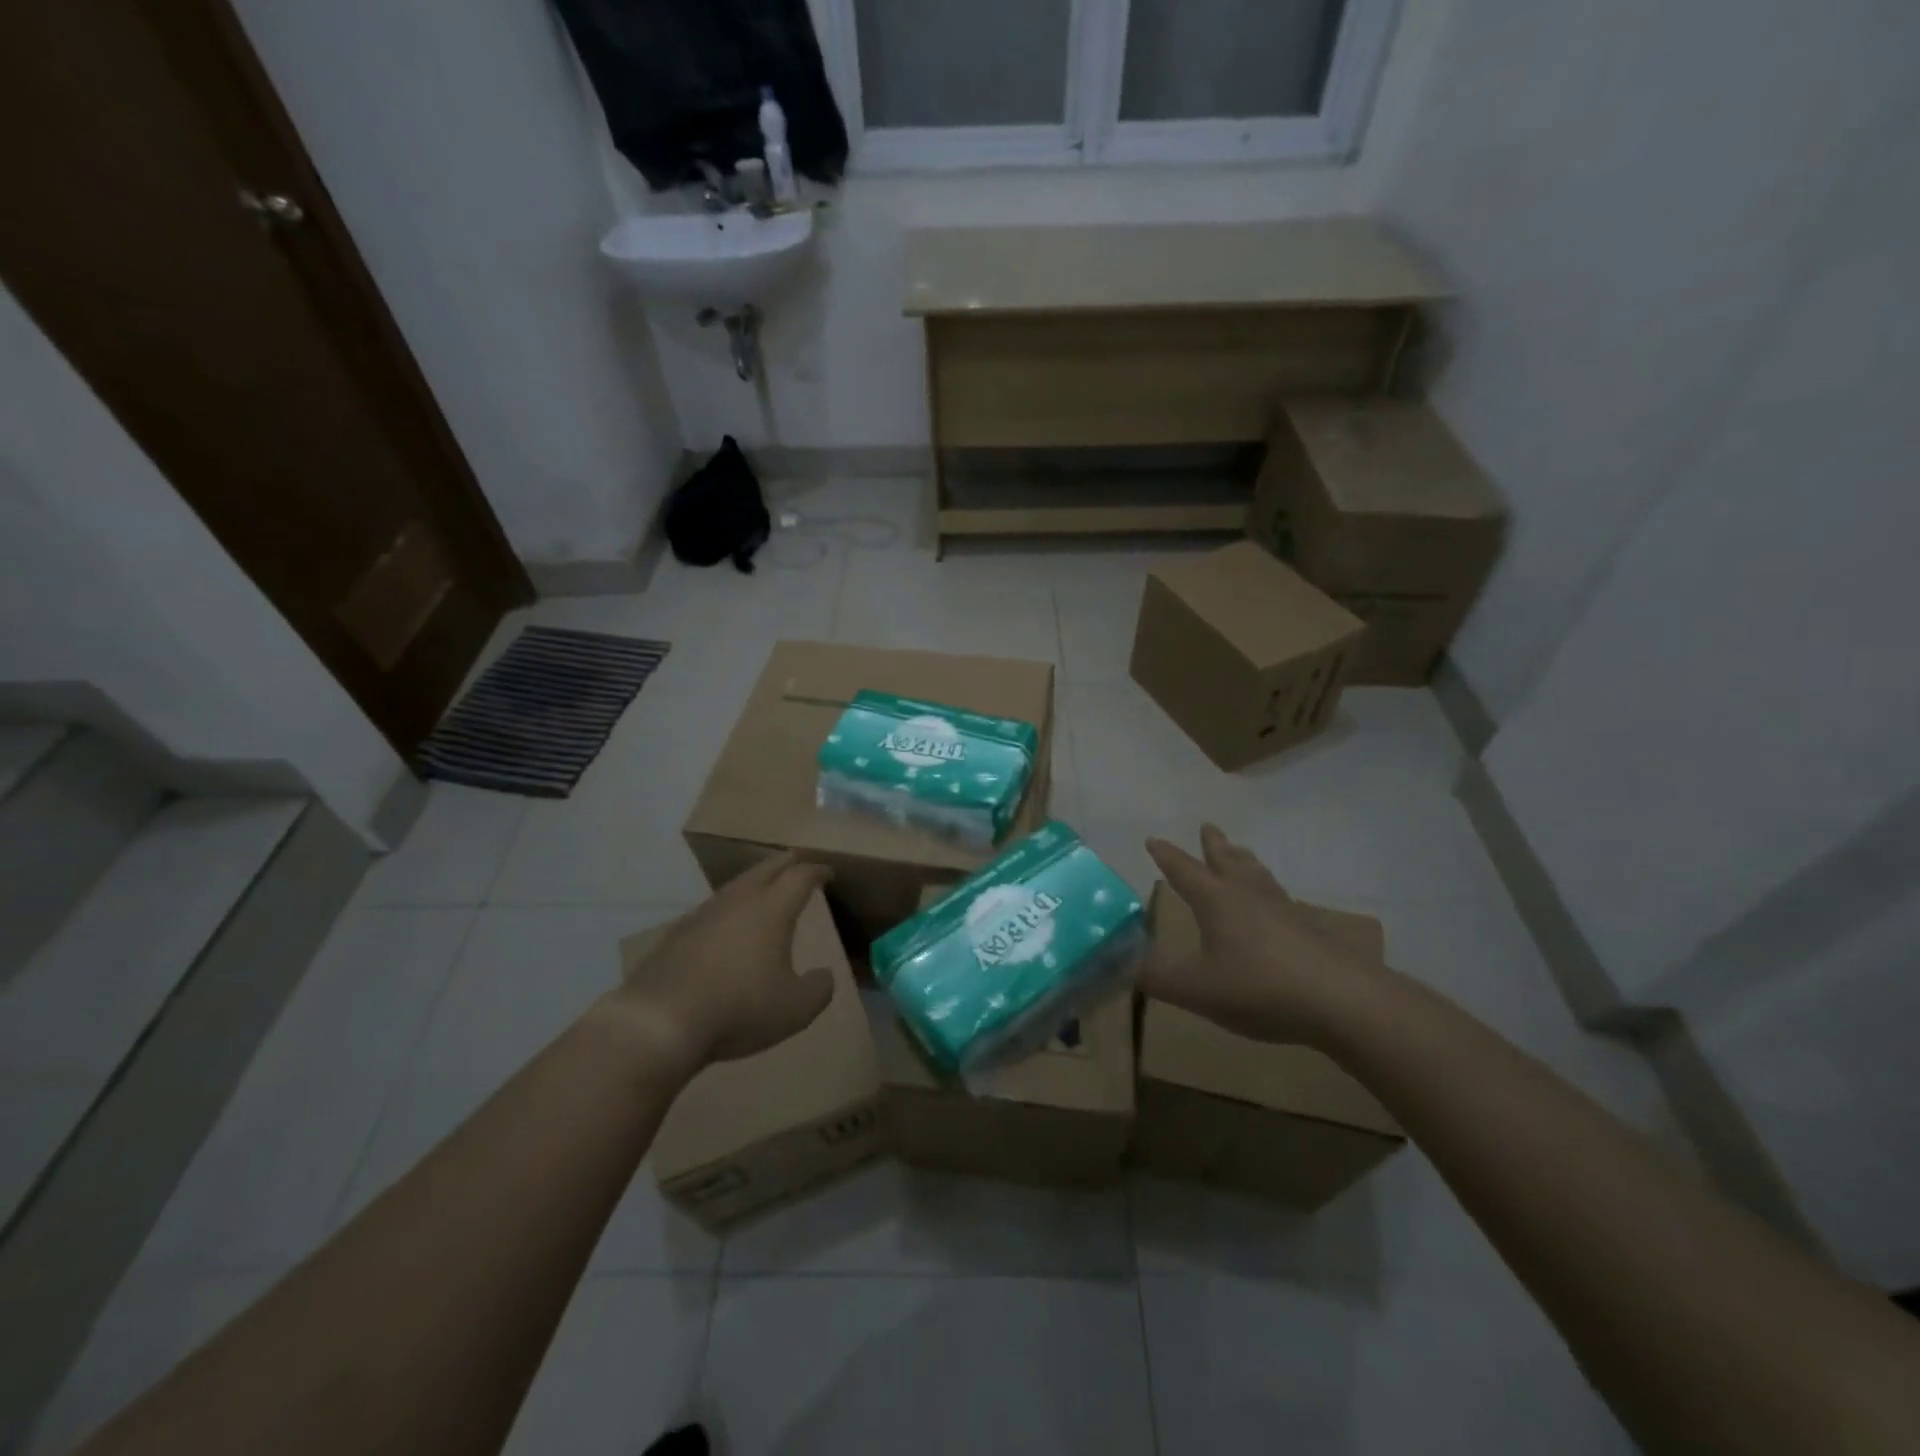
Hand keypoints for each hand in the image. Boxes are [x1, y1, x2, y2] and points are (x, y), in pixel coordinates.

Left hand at [604, 851, 837, 1078]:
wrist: (660, 1021)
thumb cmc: (739, 1008)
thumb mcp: (796, 1009)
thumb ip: (819, 989)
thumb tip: (824, 976)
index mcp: (771, 909)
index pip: (800, 876)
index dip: (817, 871)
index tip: (827, 873)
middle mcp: (738, 901)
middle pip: (766, 869)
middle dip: (786, 863)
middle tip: (798, 862)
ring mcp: (703, 914)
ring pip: (736, 886)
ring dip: (755, 882)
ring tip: (764, 890)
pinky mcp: (677, 934)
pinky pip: (712, 909)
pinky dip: (729, 909)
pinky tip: (726, 926)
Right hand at [1144, 824, 1390, 1047]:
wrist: (1342, 1000)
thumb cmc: (1259, 988)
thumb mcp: (1197, 989)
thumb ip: (1158, 978)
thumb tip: (1126, 967)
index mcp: (1216, 900)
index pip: (1184, 870)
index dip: (1166, 856)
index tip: (1153, 840)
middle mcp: (1248, 895)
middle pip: (1227, 860)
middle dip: (1213, 844)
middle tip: (1207, 826)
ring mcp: (1283, 909)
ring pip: (1258, 874)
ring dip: (1244, 860)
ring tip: (1241, 853)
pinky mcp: (1309, 928)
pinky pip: (1281, 897)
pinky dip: (1269, 890)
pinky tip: (1276, 904)